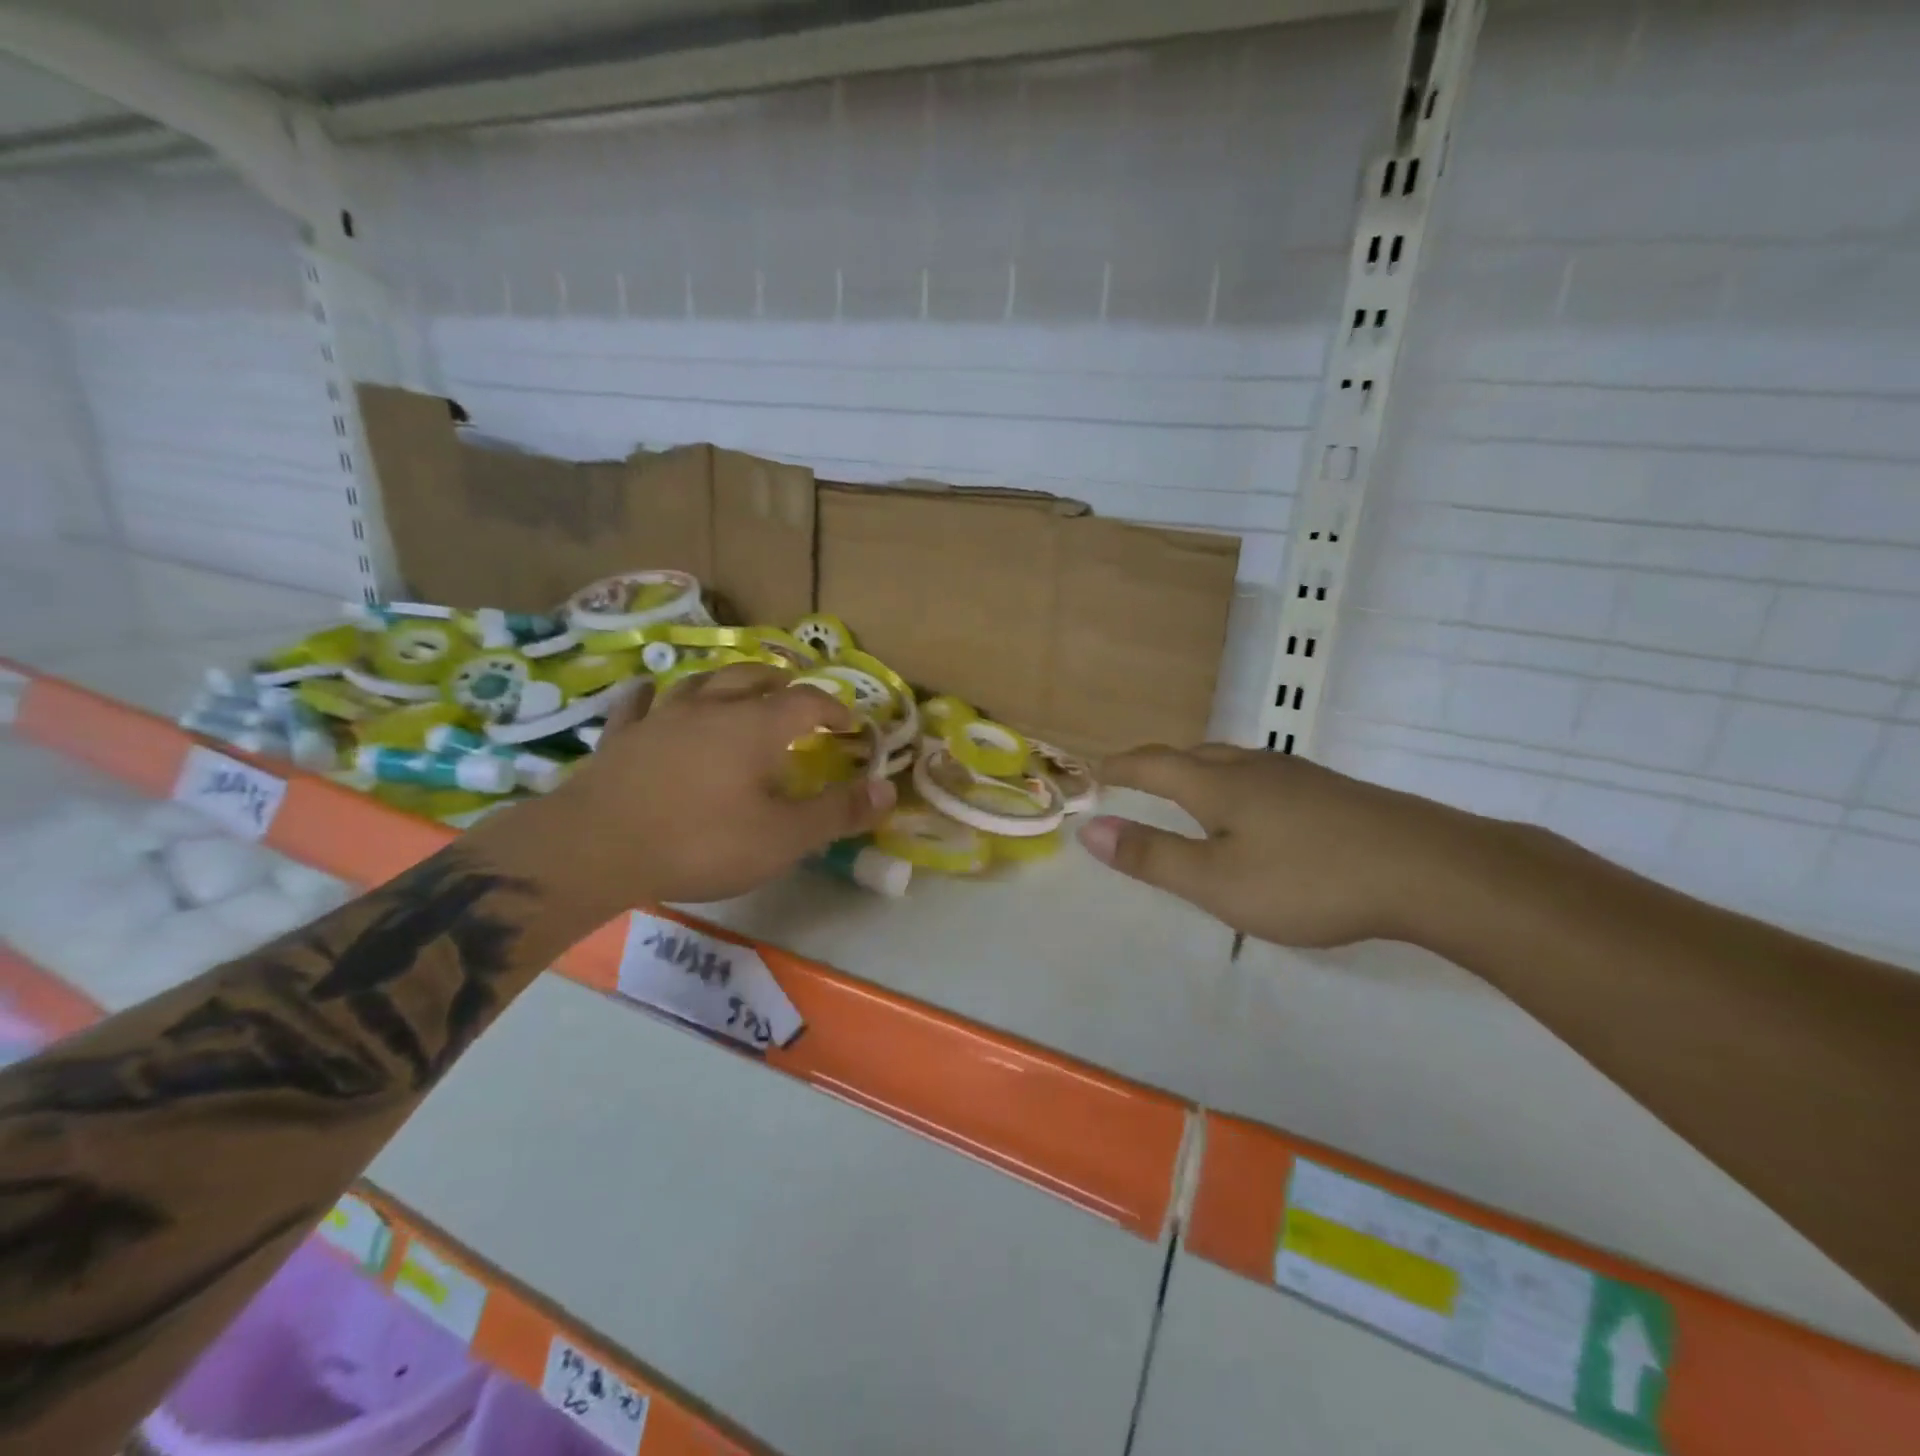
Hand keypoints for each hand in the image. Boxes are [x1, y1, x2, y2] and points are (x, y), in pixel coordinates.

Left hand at [503, 664, 895, 915]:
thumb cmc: (701, 841)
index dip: (834, 709)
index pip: (807, 702)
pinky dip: (653, 698)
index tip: (851, 725)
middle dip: (783, 684)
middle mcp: (711, 708)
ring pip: (700, 682)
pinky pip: (639, 705)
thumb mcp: (783, 837)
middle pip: (754, 678)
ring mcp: (661, 718)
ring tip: (739, 688)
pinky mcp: (621, 738)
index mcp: (755, 726)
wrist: (596, 848)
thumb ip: (838, 812)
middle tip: (798, 698)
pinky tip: (650, 694)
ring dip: (727, 681)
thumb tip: (889, 789)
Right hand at [1077, 744, 1493, 947]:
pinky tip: (1260, 811)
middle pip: (1195, 754)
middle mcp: (1255, 769)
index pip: (1154, 764)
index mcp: (1219, 786)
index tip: (1096, 769)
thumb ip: (1152, 856)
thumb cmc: (1309, 880)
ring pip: (1235, 761)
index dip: (1121, 766)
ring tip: (1191, 791)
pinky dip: (1240, 785)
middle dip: (1159, 764)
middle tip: (1138, 778)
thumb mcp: (1217, 882)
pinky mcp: (1334, 792)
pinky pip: (1268, 777)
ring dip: (1201, 770)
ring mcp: (1300, 776)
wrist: (1431, 870)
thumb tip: (1090, 828)